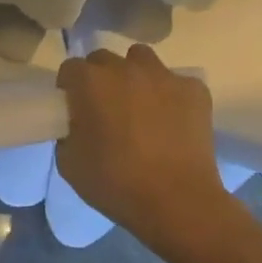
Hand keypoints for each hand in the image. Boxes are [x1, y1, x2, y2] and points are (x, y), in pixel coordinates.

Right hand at [55, 45, 227, 253]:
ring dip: (134, 75)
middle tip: (106, 108)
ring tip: (140, 105)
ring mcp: (163, 75)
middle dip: (100, 78)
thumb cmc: (117, 184)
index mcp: (90, 82)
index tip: (74, 109)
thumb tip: (76, 124)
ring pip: (141, 59)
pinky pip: (176, 82)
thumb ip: (67, 132)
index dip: (70, 88)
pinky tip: (173, 120)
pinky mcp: (194, 88)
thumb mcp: (69, 164)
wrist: (178, 203)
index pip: (70, 69)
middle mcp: (125, 68)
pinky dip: (171, 95)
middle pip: (104, 59)